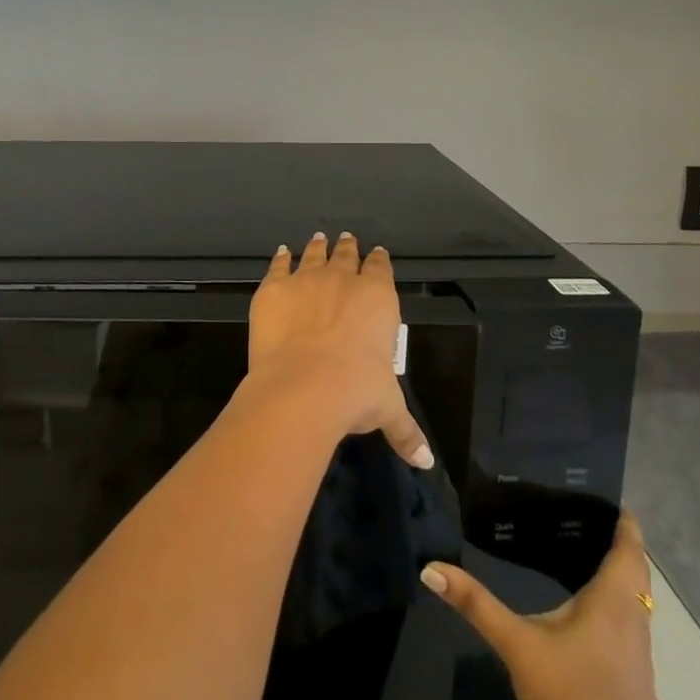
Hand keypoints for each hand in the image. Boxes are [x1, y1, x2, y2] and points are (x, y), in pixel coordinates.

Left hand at [245, 232, 432, 469]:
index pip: (381, 269)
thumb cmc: (355, 393)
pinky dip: (280, 259)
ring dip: (318, 247)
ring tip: (319, 238)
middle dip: (349, 248)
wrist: (303, 386)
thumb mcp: (387, 410)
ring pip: (314, 255)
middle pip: (347, 256)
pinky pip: (278, 266)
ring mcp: (306, 280)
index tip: (377, 254)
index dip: (379, 261)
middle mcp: (343, 280)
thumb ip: (406, 430)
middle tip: (347, 239)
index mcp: (377, 298)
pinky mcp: (273, 289)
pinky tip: (281, 253)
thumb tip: (425, 461)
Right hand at [420, 514, 677, 699]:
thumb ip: (476, 604)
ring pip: (639, 604)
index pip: (630, 551)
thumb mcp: (516, 645)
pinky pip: (633, 629)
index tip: (613, 499)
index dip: (626, 524)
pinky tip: (592, 619)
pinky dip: (620, 610)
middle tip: (591, 520)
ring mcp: (641, 656)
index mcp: (612, 603)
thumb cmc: (568, 697)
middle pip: (638, 575)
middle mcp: (635, 622)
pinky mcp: (639, 683)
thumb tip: (432, 568)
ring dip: (623, 579)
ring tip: (589, 557)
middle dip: (623, 547)